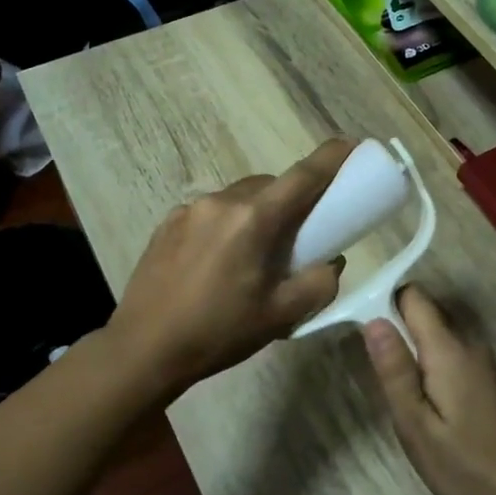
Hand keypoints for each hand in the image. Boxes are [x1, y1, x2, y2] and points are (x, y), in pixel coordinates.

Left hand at [107, 139, 352, 395]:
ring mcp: (189, 209)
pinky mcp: (168, 222)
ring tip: (254, 255)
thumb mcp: (282, 316)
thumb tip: (330, 261)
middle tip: (299, 235)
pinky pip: (211, 212)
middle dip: (291, 200)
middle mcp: (221, 201)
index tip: (352, 145)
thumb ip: (319, 283)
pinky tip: (218, 263)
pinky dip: (226, 225)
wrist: (143, 349)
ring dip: (256, 213)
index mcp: (254, 219)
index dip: (332, 157)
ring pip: (239, 197)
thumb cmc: (218, 332)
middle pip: (270, 185)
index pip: (303, 175)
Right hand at [364, 287, 495, 494]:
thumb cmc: (467, 467)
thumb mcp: (417, 426)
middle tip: (372, 368)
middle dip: (395, 330)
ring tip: (393, 388)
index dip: (384, 302)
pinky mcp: (488, 380)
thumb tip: (372, 320)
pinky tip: (424, 403)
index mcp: (449, 349)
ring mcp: (482, 362)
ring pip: (437, 336)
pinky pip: (450, 355)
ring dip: (412, 352)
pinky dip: (430, 367)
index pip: (413, 297)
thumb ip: (395, 370)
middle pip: (424, 314)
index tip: (360, 327)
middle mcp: (469, 344)